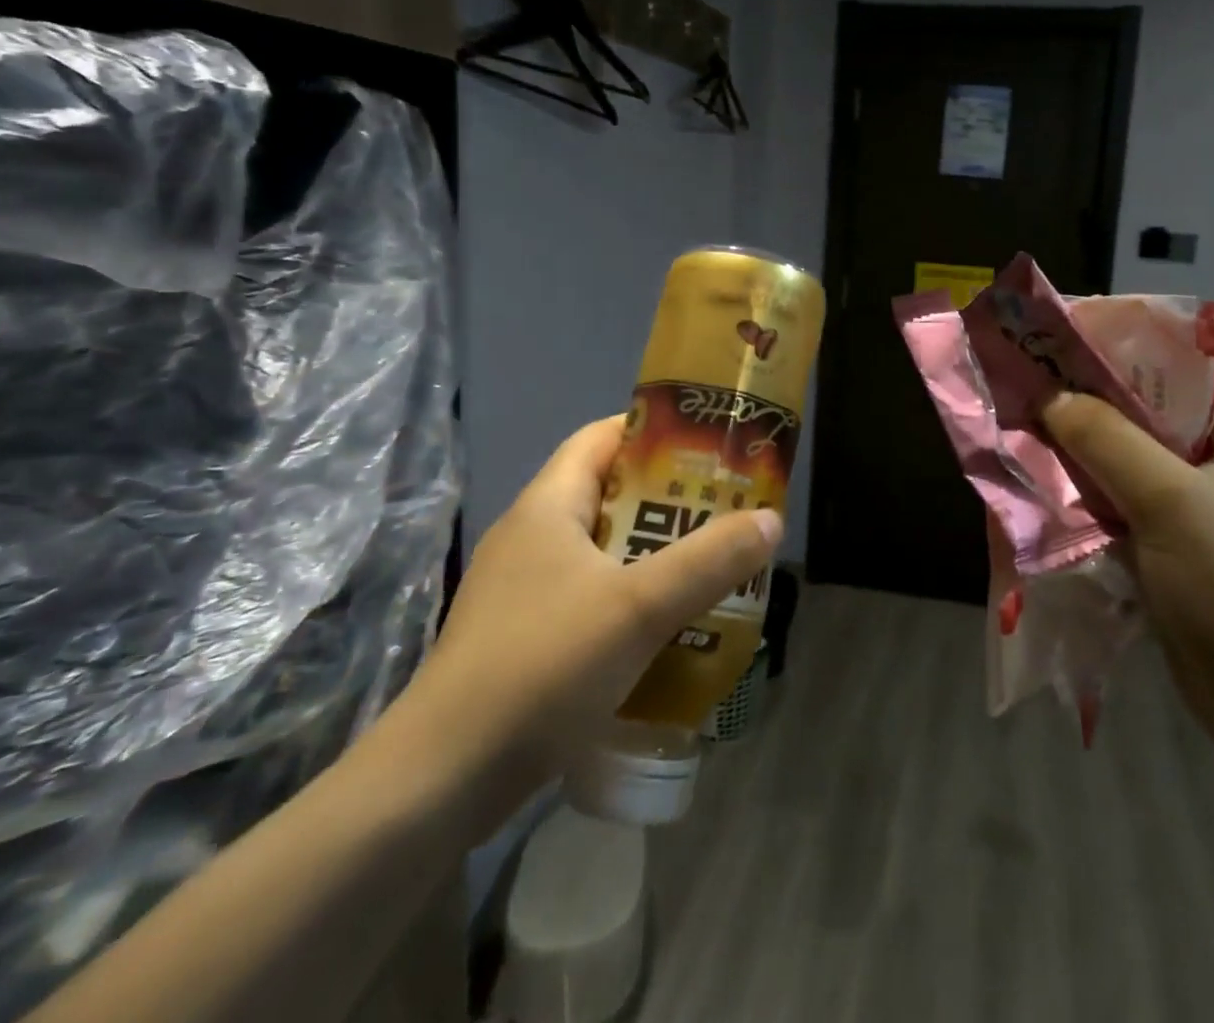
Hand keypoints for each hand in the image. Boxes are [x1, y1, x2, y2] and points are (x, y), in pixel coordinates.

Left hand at [398, 415, 780, 832]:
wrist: (442, 781)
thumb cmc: (541, 667)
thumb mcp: (638, 607)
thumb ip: (709, 560)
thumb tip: (771, 520)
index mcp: (546, 507)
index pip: (600, 438)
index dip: (654, 431)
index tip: (708, 446)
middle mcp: (532, 537)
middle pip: (609, 494)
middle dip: (670, 499)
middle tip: (726, 510)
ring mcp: (524, 591)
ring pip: (604, 550)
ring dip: (656, 554)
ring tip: (713, 564)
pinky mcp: (526, 638)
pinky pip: (592, 597)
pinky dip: (634, 598)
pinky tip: (671, 626)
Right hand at [1041, 375, 1213, 754]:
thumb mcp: (1170, 502)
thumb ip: (1106, 439)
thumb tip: (1048, 394)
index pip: (1185, 359)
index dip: (1126, 342)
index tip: (1062, 336)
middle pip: (1150, 407)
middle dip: (1090, 395)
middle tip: (1029, 379)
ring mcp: (1201, 503)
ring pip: (1130, 453)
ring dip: (1082, 444)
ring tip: (1024, 422)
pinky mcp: (1175, 541)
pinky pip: (1122, 496)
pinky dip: (1086, 487)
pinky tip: (1042, 479)